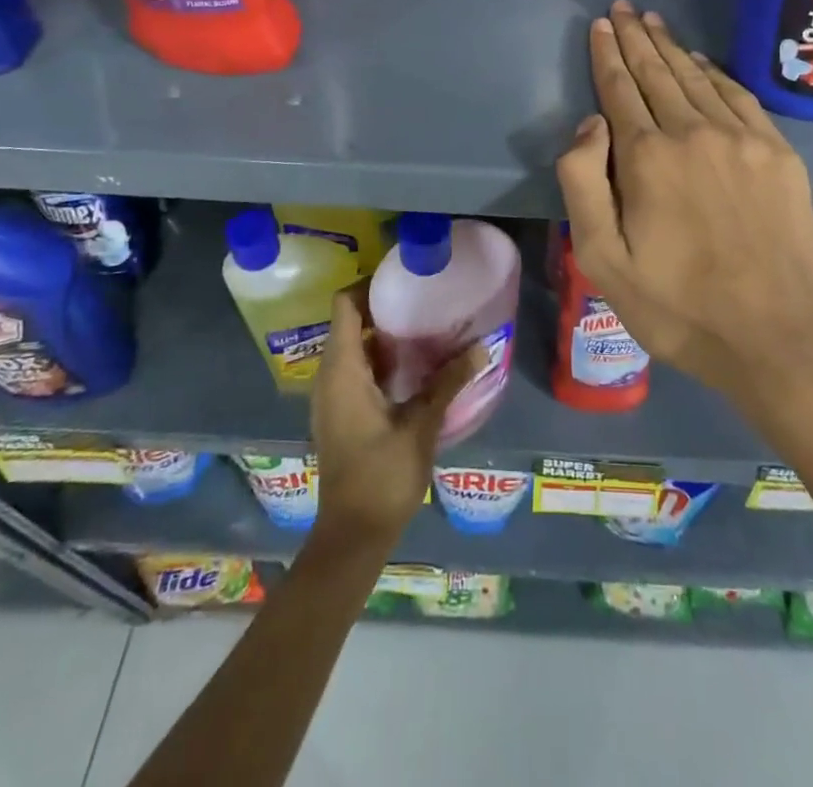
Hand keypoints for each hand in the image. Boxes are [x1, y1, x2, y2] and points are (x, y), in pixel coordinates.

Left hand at [308, 286, 482, 547]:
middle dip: (384, 306)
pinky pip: (357, 368)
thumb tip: (482, 348)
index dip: (369, 284)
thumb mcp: (421, 425)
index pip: (344, 305)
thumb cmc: (382, 476)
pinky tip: (416, 364)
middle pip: (350, 321)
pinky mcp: (341, 412)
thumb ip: (448, 382)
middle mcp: (330, 375)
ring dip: (384, 333)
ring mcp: (332, 395)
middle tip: (424, 296)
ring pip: (354, 346)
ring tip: (426, 323)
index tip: (404, 276)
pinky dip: (381, 357)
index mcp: (342, 369)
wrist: (352, 535)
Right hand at [556, 0, 812, 422]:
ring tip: (653, 22)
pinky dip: (715, 73)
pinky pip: (739, 97)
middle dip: (636, 39)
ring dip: (672, 48)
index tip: (600, 25)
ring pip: (697, 78)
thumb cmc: (676, 305)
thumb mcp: (602, 259)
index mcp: (647, 157)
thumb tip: (590, 122)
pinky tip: (702, 62)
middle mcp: (693, 132)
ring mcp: (742, 139)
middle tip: (623, 8)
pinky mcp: (778, 153)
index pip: (619, 90)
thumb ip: (582, 183)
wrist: (774, 335)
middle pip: (658, 74)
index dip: (607, 55)